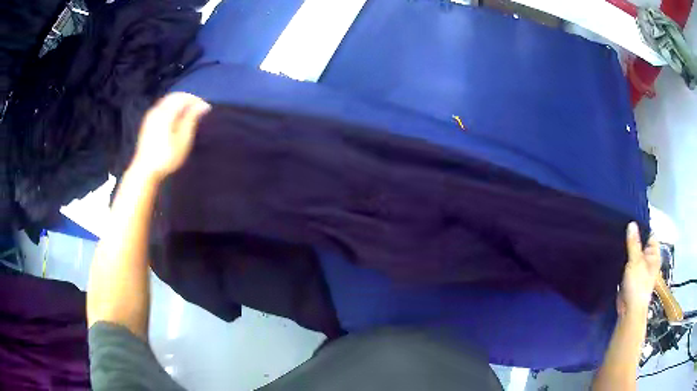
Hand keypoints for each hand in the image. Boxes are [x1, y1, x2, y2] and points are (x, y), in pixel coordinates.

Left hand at [131, 92, 210, 180]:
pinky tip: (175, 118)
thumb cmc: (166, 157)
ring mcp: (150, 116)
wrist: (145, 171)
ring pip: (167, 101)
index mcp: (166, 112)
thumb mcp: (183, 139)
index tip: (207, 108)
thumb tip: (202, 105)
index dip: (196, 100)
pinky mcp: (147, 123)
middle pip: (174, 96)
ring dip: (179, 103)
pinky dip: (171, 107)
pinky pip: (161, 107)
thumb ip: (191, 119)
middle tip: (199, 109)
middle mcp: (157, 110)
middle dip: (188, 99)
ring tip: (189, 113)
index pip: (184, 98)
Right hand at [617, 222, 660, 317]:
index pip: (649, 234)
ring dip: (626, 251)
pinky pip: (627, 264)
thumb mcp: (636, 261)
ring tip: (616, 241)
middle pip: (640, 244)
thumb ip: (634, 243)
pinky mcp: (631, 277)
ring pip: (633, 255)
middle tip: (620, 230)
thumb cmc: (637, 285)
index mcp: (654, 255)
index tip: (629, 221)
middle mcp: (648, 260)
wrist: (629, 311)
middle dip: (631, 239)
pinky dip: (623, 261)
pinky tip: (616, 256)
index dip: (640, 228)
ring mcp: (640, 269)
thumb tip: (632, 224)